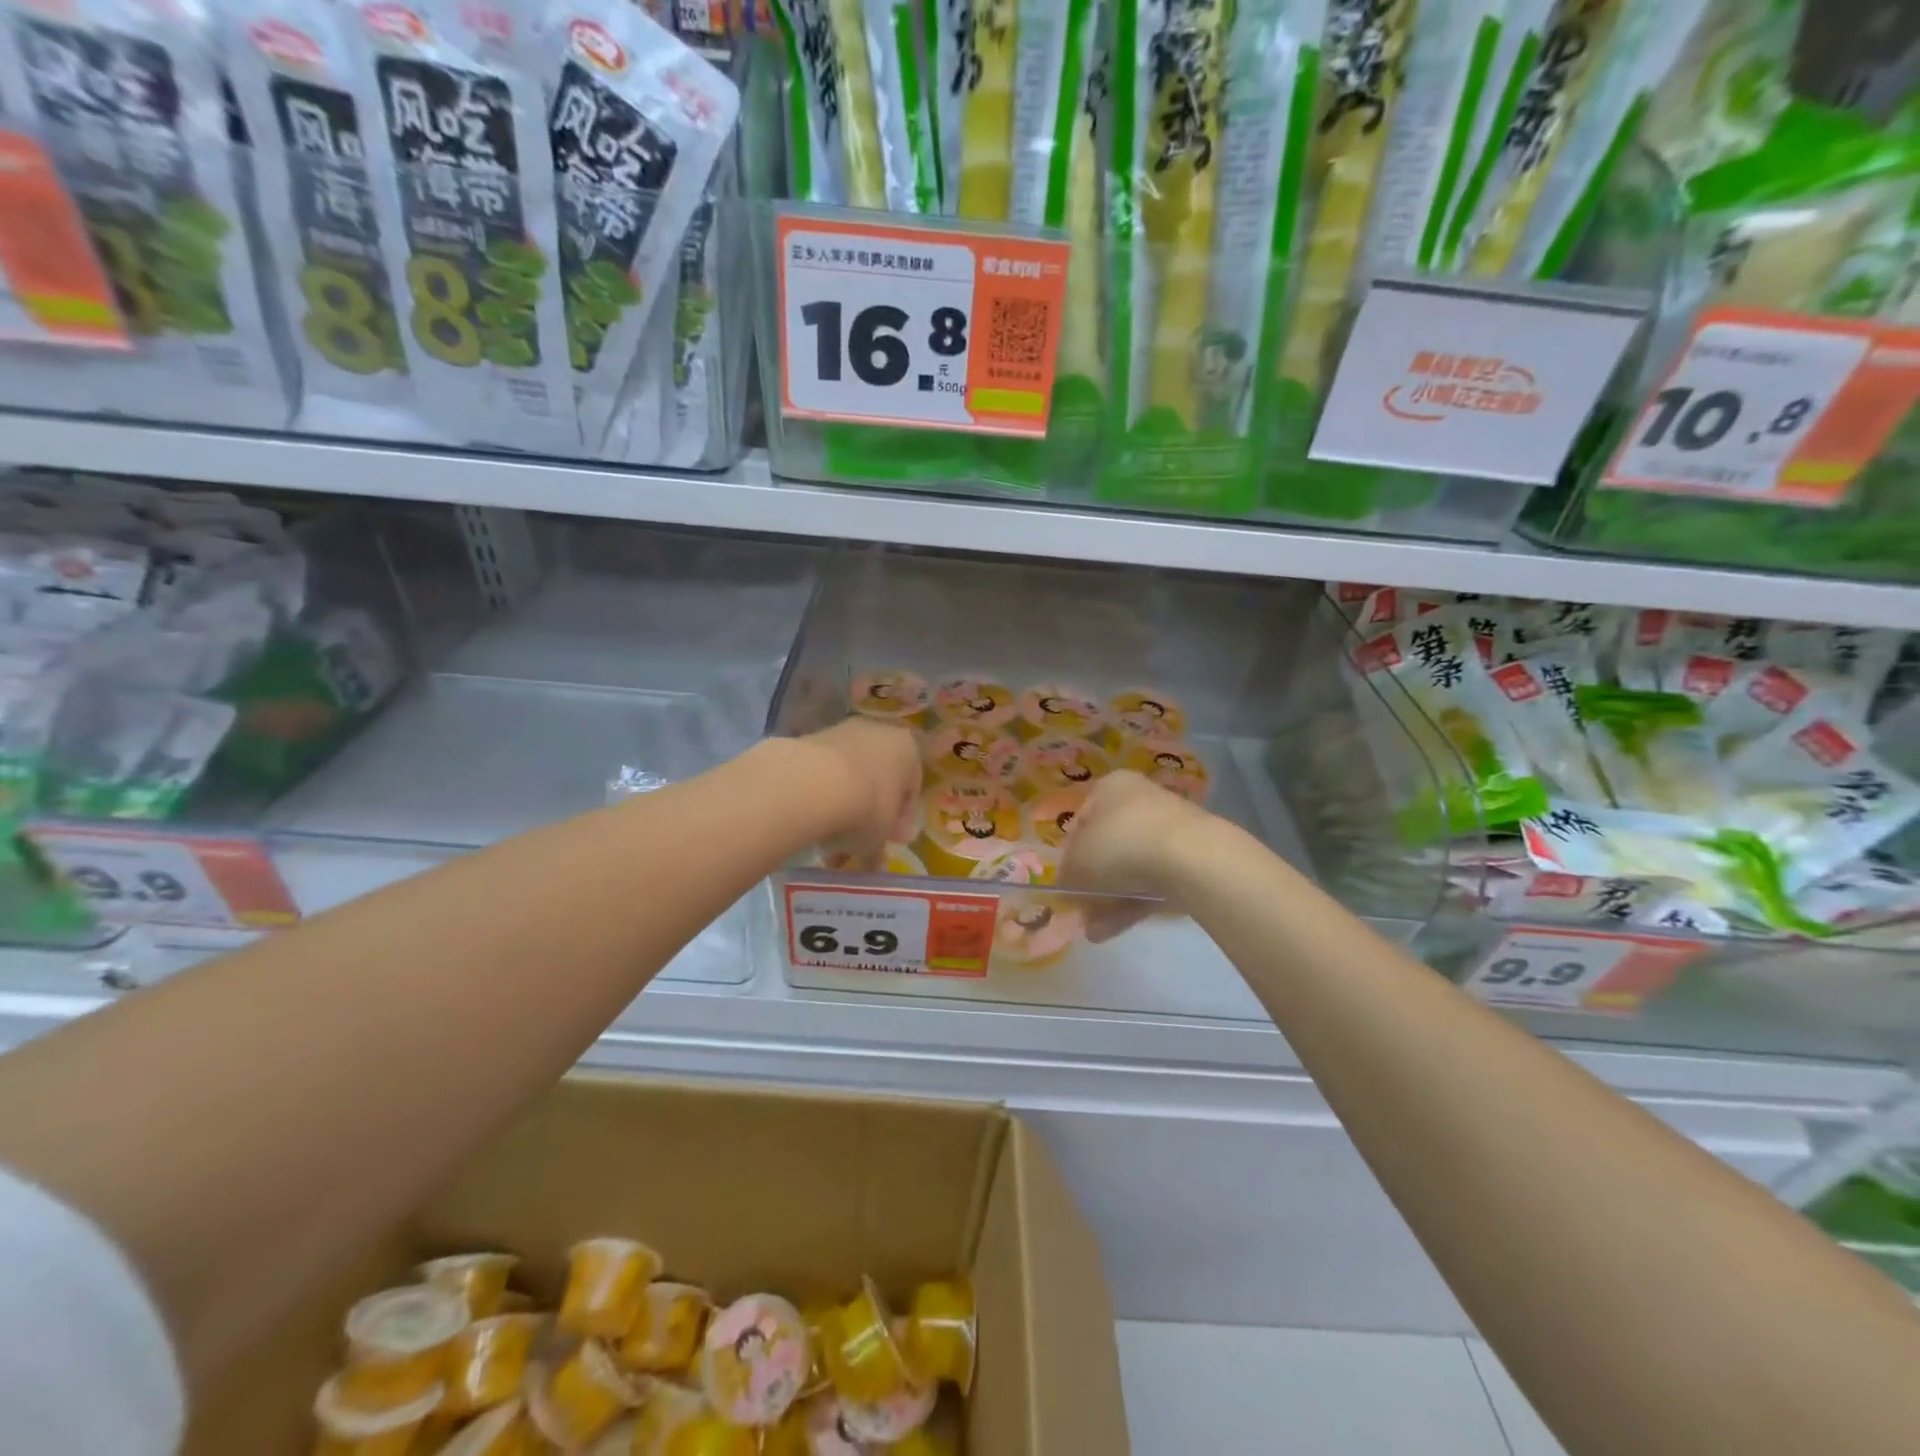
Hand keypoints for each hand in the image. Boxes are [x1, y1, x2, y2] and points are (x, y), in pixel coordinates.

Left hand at [799, 717, 921, 850]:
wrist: (812, 783)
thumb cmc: (866, 807)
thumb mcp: (878, 838)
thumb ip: (879, 851)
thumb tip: (876, 867)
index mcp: (909, 749)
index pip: (912, 788)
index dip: (901, 820)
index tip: (890, 842)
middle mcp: (879, 732)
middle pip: (878, 778)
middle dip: (870, 811)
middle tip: (859, 841)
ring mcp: (843, 732)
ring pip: (849, 775)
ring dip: (843, 805)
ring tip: (828, 839)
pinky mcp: (811, 738)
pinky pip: (823, 771)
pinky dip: (820, 794)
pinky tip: (811, 821)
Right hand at [1059, 772, 1213, 941]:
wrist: (1190, 857)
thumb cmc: (1119, 844)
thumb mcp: (1077, 862)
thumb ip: (1067, 875)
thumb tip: (1068, 888)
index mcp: (1110, 786)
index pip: (1081, 820)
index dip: (1069, 854)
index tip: (1065, 882)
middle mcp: (1140, 799)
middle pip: (1107, 845)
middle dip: (1092, 882)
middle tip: (1080, 909)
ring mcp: (1169, 829)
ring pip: (1131, 868)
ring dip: (1110, 900)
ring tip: (1094, 932)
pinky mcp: (1190, 858)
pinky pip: (1153, 882)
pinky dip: (1133, 904)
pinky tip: (1113, 930)